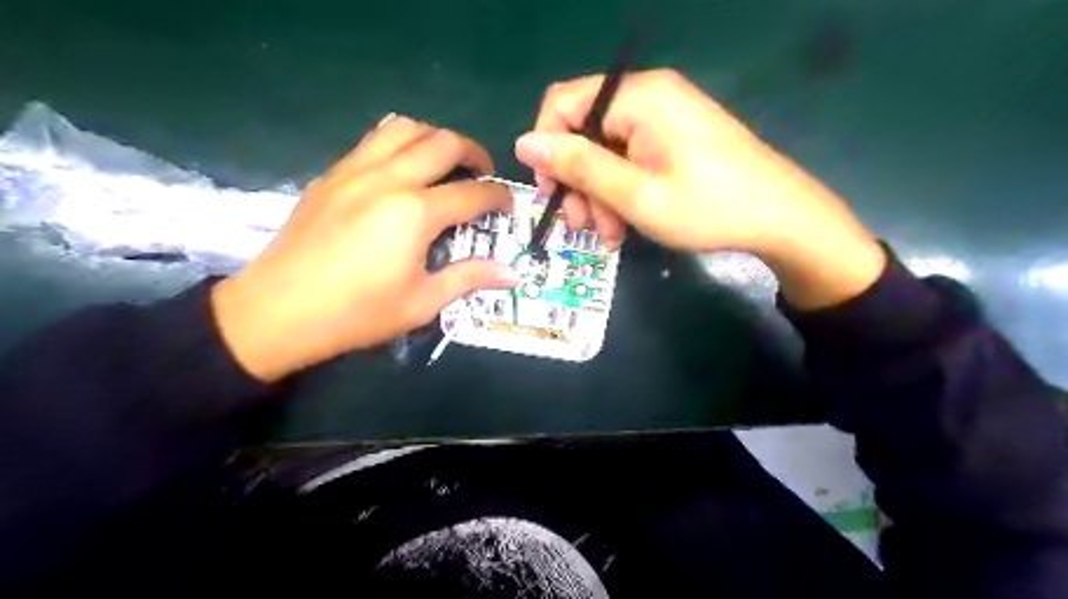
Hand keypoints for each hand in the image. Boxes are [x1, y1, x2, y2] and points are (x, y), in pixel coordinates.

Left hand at [210, 115, 519, 381]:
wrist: (278, 311)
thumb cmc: (357, 313)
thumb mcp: (422, 303)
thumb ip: (469, 277)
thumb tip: (513, 272)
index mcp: (415, 213)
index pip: (472, 193)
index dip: (498, 197)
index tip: (508, 205)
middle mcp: (388, 179)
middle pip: (443, 142)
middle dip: (474, 153)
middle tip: (482, 175)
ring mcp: (355, 171)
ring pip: (404, 128)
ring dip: (434, 138)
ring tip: (444, 163)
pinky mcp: (331, 175)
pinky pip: (373, 141)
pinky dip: (399, 143)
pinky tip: (402, 171)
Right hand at [517, 69, 885, 308]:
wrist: (781, 219)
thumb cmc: (708, 208)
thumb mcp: (635, 194)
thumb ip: (579, 166)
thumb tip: (524, 143)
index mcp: (639, 97)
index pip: (563, 103)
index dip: (548, 148)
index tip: (551, 194)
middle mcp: (648, 96)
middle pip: (584, 131)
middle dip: (577, 181)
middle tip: (582, 226)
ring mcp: (664, 116)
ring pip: (605, 151)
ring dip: (598, 194)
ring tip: (609, 236)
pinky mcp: (673, 137)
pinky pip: (629, 158)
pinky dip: (620, 191)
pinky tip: (624, 225)